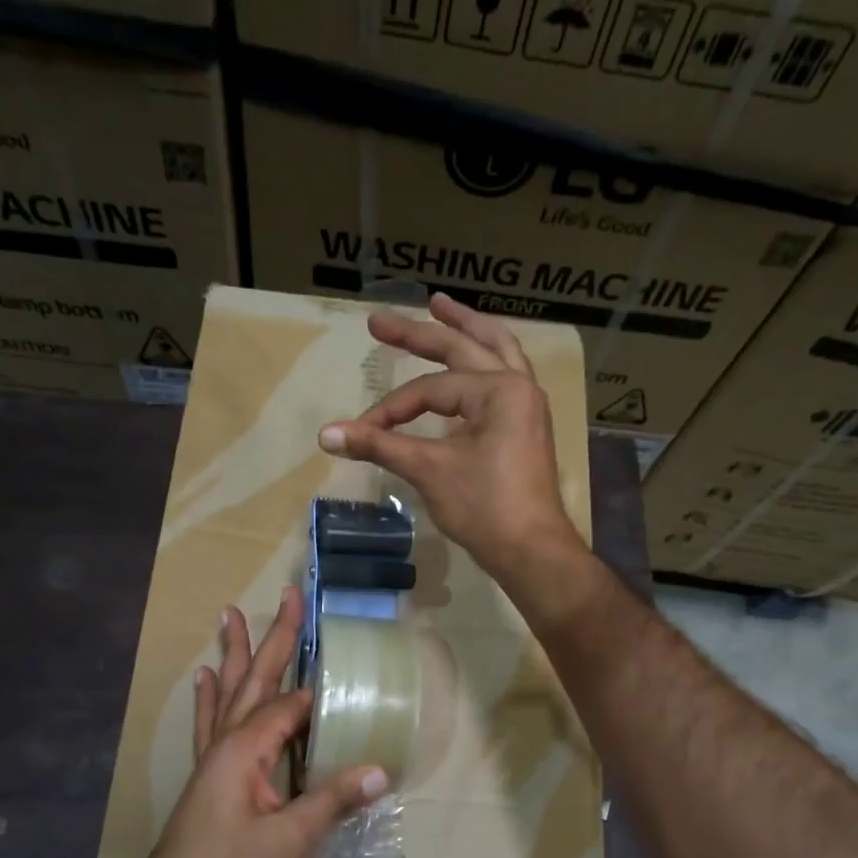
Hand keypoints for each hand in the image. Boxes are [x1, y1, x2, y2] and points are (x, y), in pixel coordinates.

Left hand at [129, 585, 388, 857]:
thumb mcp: (290, 841)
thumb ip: (333, 801)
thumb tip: (380, 770)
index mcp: (248, 749)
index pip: (291, 707)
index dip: (320, 695)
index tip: (348, 678)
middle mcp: (228, 742)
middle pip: (257, 680)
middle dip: (276, 638)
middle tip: (288, 595)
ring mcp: (213, 757)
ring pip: (229, 693)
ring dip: (235, 654)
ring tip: (231, 614)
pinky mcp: (207, 775)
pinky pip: (209, 724)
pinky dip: (208, 698)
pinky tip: (203, 676)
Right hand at [318, 293, 587, 583]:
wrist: (531, 550)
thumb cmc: (485, 508)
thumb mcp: (429, 472)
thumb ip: (380, 446)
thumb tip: (326, 435)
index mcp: (499, 389)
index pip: (431, 389)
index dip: (392, 409)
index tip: (363, 433)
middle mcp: (518, 386)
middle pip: (464, 348)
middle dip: (420, 333)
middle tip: (378, 321)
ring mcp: (527, 406)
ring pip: (496, 352)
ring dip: (467, 329)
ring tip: (442, 307)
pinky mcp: (526, 427)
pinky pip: (505, 378)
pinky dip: (485, 362)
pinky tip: (473, 362)